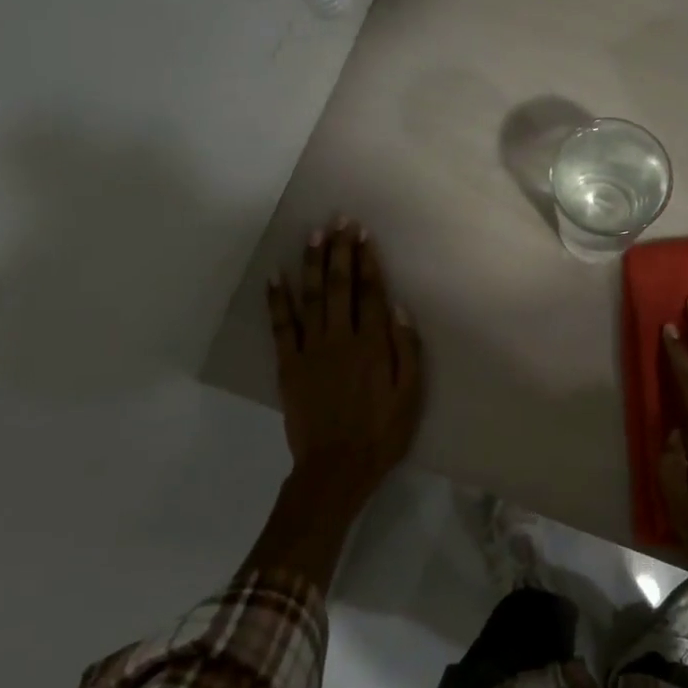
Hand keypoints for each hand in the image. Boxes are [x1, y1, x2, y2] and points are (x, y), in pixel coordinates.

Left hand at [267, 219, 423, 514]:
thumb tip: (398, 308)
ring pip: (310, 297)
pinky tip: (275, 277)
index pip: (371, 292)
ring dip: (311, 263)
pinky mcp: (288, 365)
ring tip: (313, 234)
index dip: (367, 261)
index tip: (363, 234)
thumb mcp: (411, 394)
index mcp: (373, 344)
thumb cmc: (382, 432)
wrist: (336, 467)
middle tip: (339, 220)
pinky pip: (281, 327)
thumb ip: (407, 349)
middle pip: (339, 285)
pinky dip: (277, 301)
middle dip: (340, 250)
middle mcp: (341, 338)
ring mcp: (311, 350)